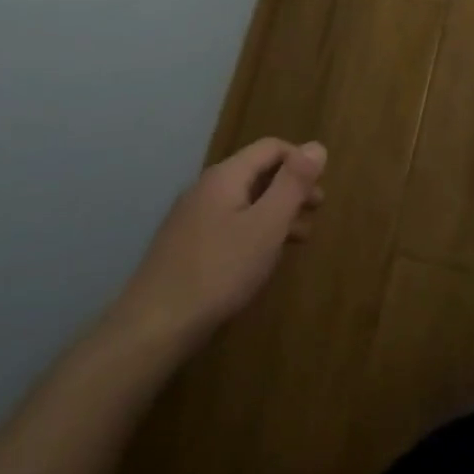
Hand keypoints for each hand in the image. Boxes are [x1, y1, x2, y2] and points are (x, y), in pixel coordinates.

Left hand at [103, 138, 326, 353]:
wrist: (153, 327)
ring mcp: (191, 217)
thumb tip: (316, 146)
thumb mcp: (267, 225)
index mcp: (225, 176)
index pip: (271, 148)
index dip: (300, 161)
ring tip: (298, 239)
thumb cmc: (219, 271)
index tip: (320, 189)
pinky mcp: (185, 246)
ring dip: (275, 212)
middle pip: (257, 172)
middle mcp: (205, 188)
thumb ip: (293, 183)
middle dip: (290, 188)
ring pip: (244, 201)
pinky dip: (254, 230)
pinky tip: (262, 258)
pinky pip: (229, 223)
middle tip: (316, 213)